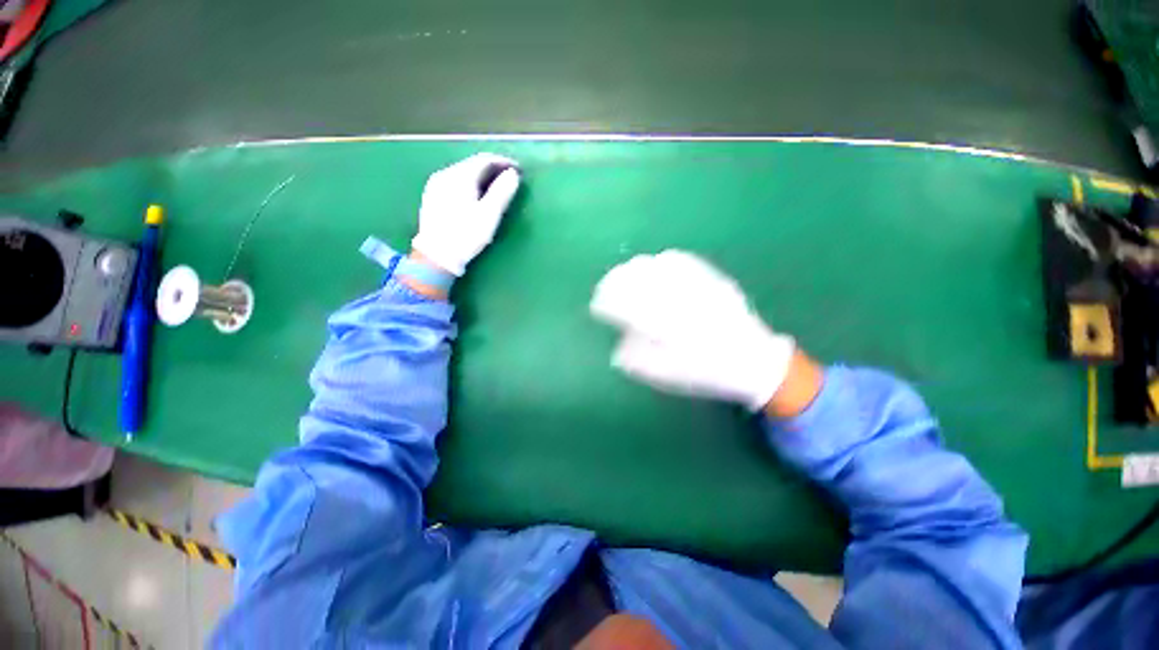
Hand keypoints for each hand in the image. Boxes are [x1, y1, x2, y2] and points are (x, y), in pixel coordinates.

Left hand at [411, 153, 521, 276]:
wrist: (436, 255)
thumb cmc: (466, 235)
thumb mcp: (489, 215)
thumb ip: (502, 192)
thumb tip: (513, 174)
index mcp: (460, 176)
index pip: (484, 160)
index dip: (503, 162)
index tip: (518, 169)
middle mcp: (445, 174)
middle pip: (472, 164)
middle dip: (492, 169)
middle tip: (508, 178)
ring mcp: (436, 184)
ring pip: (463, 172)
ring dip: (481, 176)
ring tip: (495, 187)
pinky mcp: (432, 195)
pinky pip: (455, 181)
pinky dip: (469, 183)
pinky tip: (475, 195)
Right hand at [590, 250, 796, 411]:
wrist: (753, 361)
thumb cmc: (707, 372)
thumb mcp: (667, 375)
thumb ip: (637, 359)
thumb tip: (618, 344)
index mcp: (667, 324)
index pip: (627, 304)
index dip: (607, 302)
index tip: (597, 306)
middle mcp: (680, 298)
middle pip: (638, 278)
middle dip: (615, 281)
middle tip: (605, 290)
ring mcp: (696, 285)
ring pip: (655, 265)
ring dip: (633, 270)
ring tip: (624, 277)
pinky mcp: (710, 278)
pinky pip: (679, 260)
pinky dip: (658, 262)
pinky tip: (653, 268)